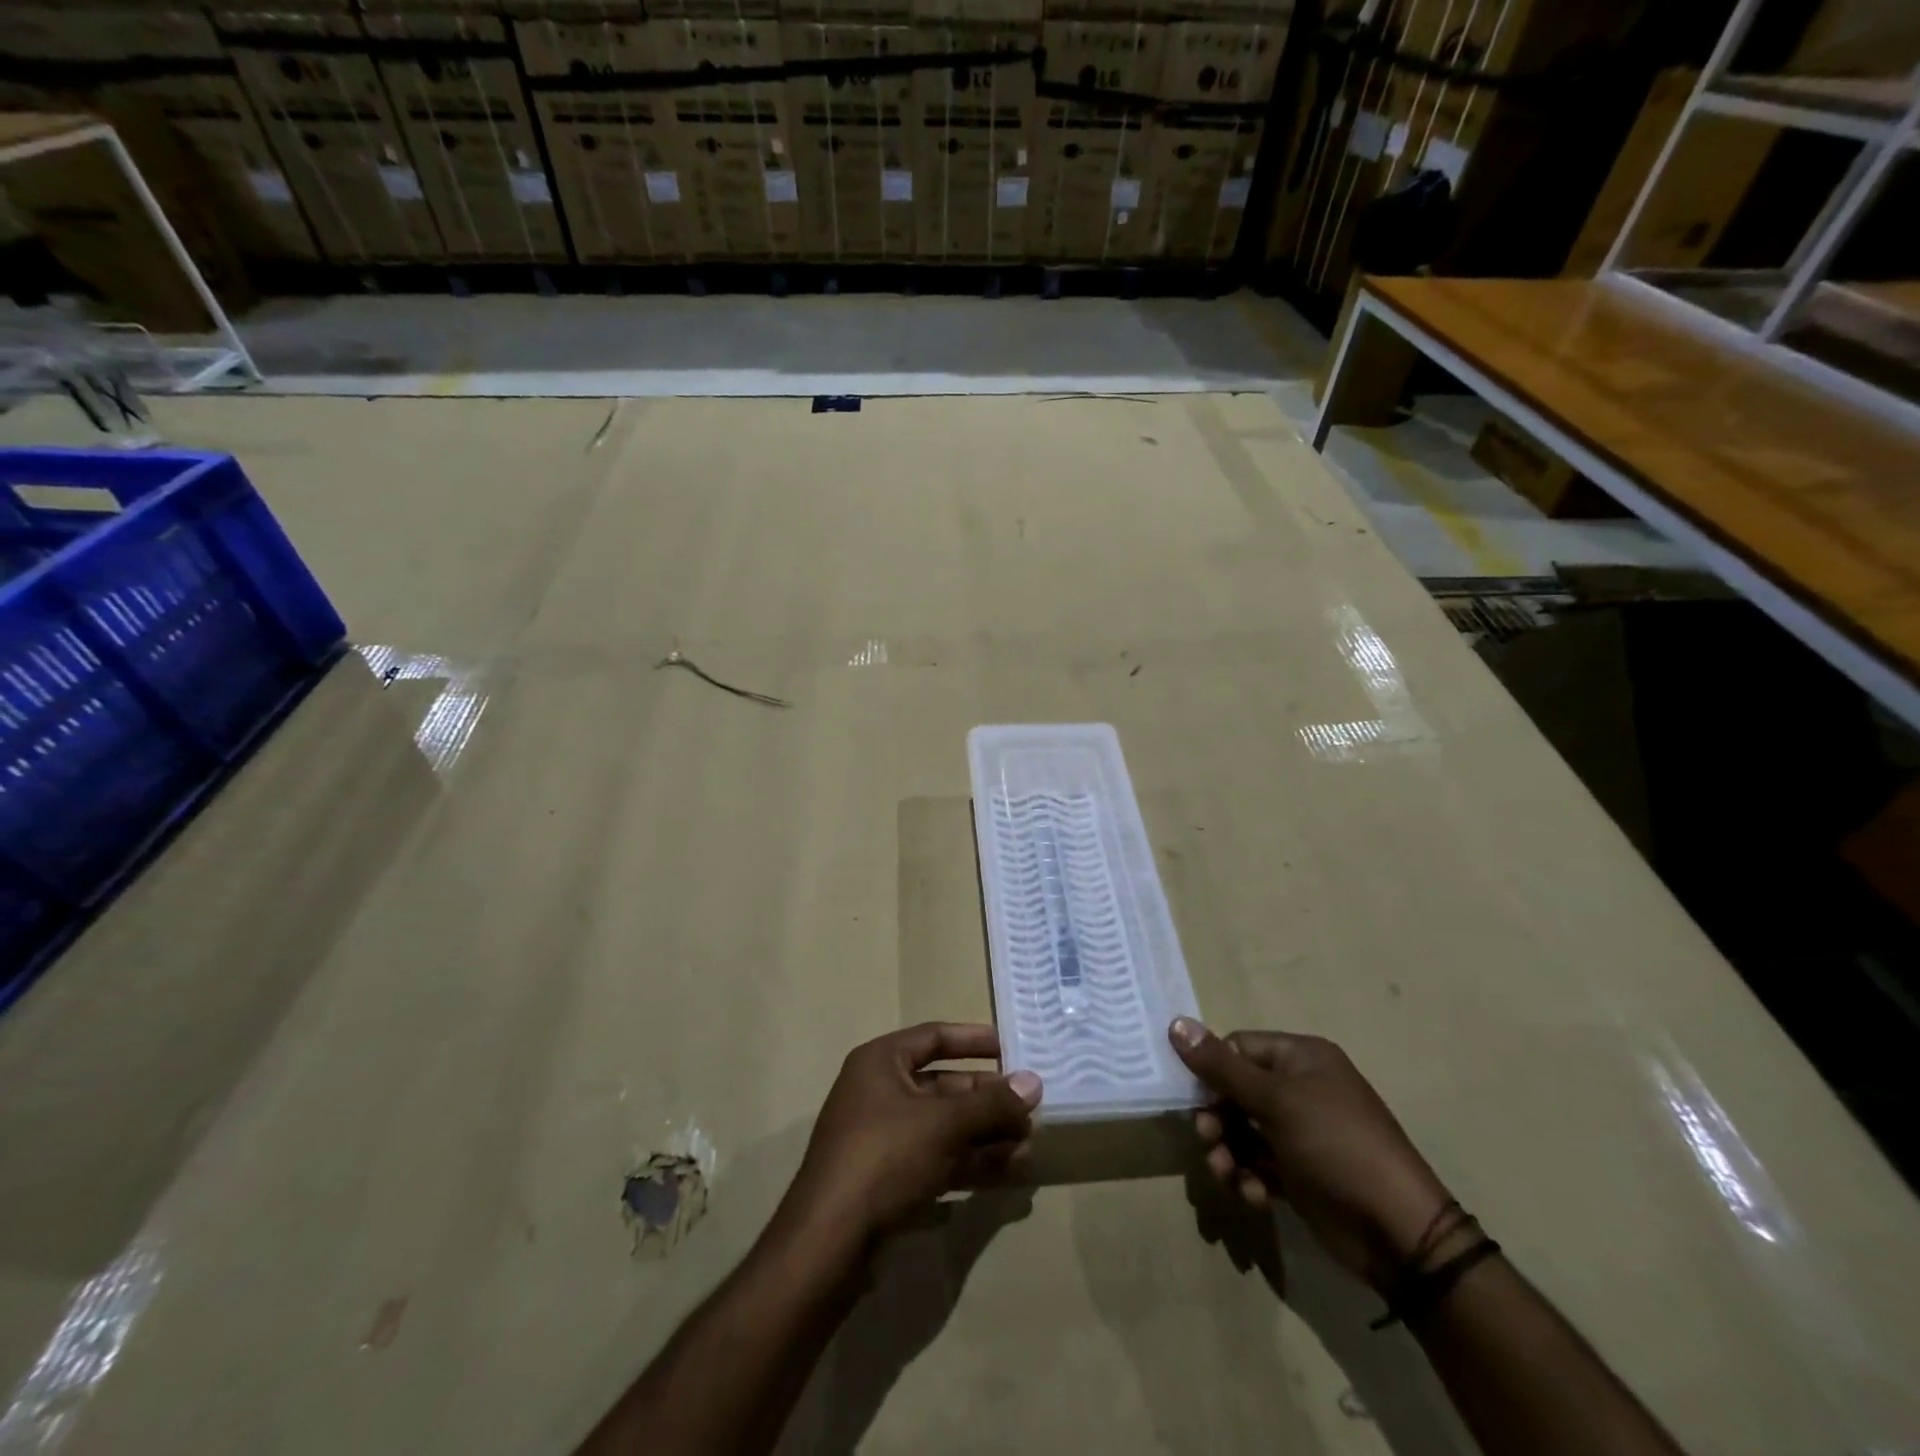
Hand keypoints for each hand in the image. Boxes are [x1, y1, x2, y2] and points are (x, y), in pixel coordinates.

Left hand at [778, 1023, 1041, 1251]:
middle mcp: (880, 1092)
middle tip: (1030, 1109)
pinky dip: (969, 1163)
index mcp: (881, 1062)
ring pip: (944, 1127)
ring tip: (1028, 1144)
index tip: (1012, 1047)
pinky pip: (937, 1159)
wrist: (829, 1243)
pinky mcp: (888, 1180)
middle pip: (944, 1085)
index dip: (974, 1040)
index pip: (934, 1037)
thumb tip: (1034, 1082)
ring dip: (985, 1134)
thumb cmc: (885, 1157)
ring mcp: (883, 1138)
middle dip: (988, 1099)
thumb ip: (991, 1103)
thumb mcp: (944, 1124)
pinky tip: (1007, 1172)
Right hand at [1170, 1018, 1454, 1291]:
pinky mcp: (1300, 1173)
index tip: (1195, 1097)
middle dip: (1217, 1117)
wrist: (1398, 1232)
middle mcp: (1301, 1088)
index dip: (1213, 1070)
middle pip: (1236, 1091)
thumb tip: (1175, 1023)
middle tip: (1207, 1139)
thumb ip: (1221, 1066)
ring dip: (1227, 1151)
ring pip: (1243, 1131)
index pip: (1239, 1048)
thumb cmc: (1335, 1145)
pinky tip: (1255, 1195)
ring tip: (1226, 1174)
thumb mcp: (1275, 1100)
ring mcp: (1301, 1133)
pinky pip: (1259, 1164)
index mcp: (1301, 1058)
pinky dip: (1249, 1177)